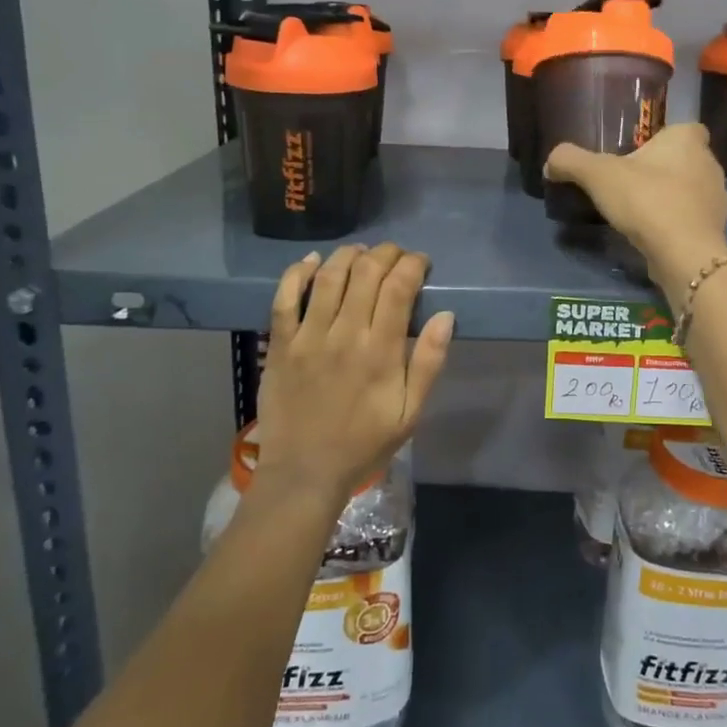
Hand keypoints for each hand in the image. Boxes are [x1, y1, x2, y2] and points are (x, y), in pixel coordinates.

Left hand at [253, 244, 453, 505]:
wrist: (304, 473)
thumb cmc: (364, 444)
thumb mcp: (410, 413)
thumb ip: (429, 364)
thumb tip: (446, 316)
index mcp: (381, 351)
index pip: (399, 287)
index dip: (413, 264)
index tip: (421, 263)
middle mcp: (345, 334)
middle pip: (366, 272)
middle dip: (386, 253)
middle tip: (396, 255)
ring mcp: (308, 337)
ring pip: (329, 276)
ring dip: (349, 255)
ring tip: (362, 253)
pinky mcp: (281, 344)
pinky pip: (285, 297)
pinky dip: (299, 272)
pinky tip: (313, 261)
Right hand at [544, 124, 726, 300]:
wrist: (683, 253)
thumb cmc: (646, 200)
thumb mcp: (598, 175)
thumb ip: (571, 161)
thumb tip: (551, 163)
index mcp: (689, 140)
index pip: (684, 128)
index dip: (664, 139)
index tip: (640, 154)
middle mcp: (710, 163)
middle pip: (685, 160)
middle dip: (663, 169)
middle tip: (631, 184)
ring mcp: (718, 199)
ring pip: (691, 190)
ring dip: (671, 198)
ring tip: (640, 212)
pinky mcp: (715, 230)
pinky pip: (692, 219)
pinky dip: (677, 224)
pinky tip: (654, 235)